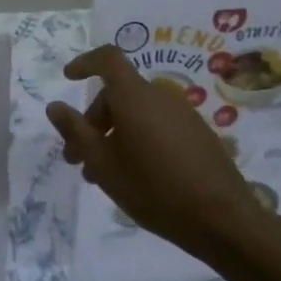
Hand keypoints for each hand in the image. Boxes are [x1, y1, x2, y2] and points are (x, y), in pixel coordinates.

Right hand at [46, 45, 274, 268]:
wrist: (225, 221)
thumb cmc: (154, 188)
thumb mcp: (103, 164)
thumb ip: (76, 131)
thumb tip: (55, 106)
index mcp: (135, 96)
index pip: (107, 59)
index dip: (85, 62)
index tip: (68, 78)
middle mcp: (160, 96)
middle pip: (118, 94)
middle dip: (93, 121)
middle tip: (78, 158)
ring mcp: (184, 115)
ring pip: (137, 113)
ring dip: (115, 135)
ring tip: (104, 174)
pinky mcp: (199, 135)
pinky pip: (158, 125)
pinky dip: (139, 139)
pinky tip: (137, 175)